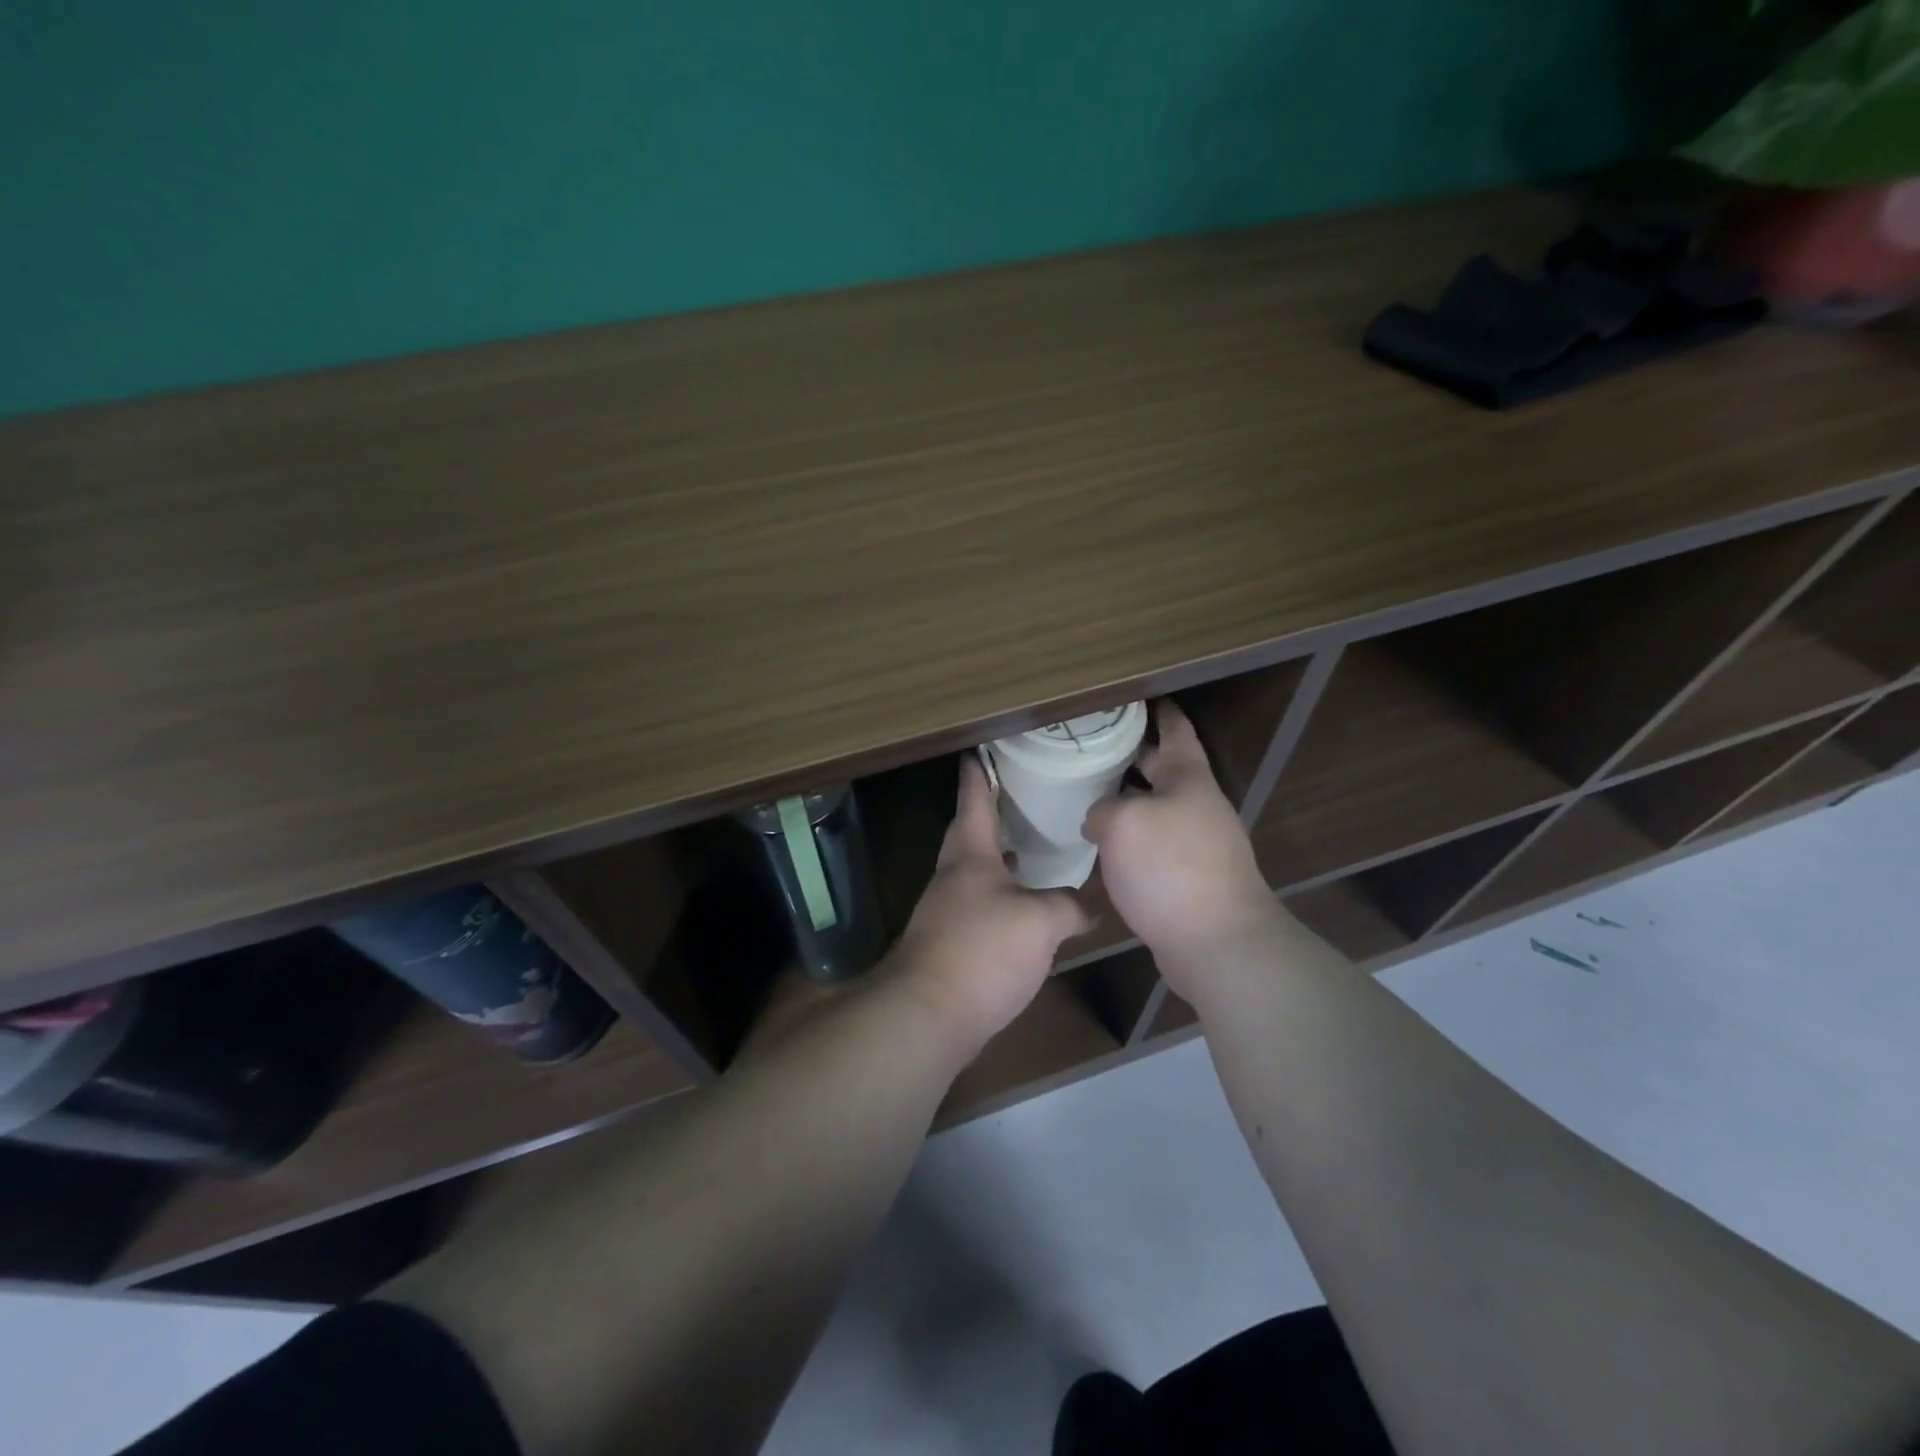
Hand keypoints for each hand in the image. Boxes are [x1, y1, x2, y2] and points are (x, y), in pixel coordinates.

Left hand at [889, 756, 1092, 1055]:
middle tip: (1016, 800)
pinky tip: (1024, 912)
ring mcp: (946, 911)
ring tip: (1031, 853)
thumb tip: (1087, 908)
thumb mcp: (1040, 921)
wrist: (930, 1014)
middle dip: (989, 815)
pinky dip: (1001, 899)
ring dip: (998, 860)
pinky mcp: (949, 944)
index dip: (979, 775)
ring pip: (974, 873)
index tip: (978, 752)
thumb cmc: (983, 949)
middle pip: (969, 834)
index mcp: (970, 855)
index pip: (974, 801)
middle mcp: (952, 876)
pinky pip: (979, 908)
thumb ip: (1067, 906)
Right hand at [1081, 701, 1279, 992]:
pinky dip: (1130, 839)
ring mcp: (1196, 844)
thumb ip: (1103, 809)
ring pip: (1155, 809)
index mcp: (1188, 779)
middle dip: (1132, 756)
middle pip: (1162, 769)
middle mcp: (1197, 806)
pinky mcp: (1188, 879)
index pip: (1175, 730)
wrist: (1217, 943)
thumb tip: (1100, 819)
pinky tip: (1101, 847)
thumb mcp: (1123, 823)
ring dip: (1127, 801)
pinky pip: (1153, 845)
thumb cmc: (1171, 868)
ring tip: (1086, 795)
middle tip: (1093, 746)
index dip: (1159, 710)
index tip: (1139, 696)